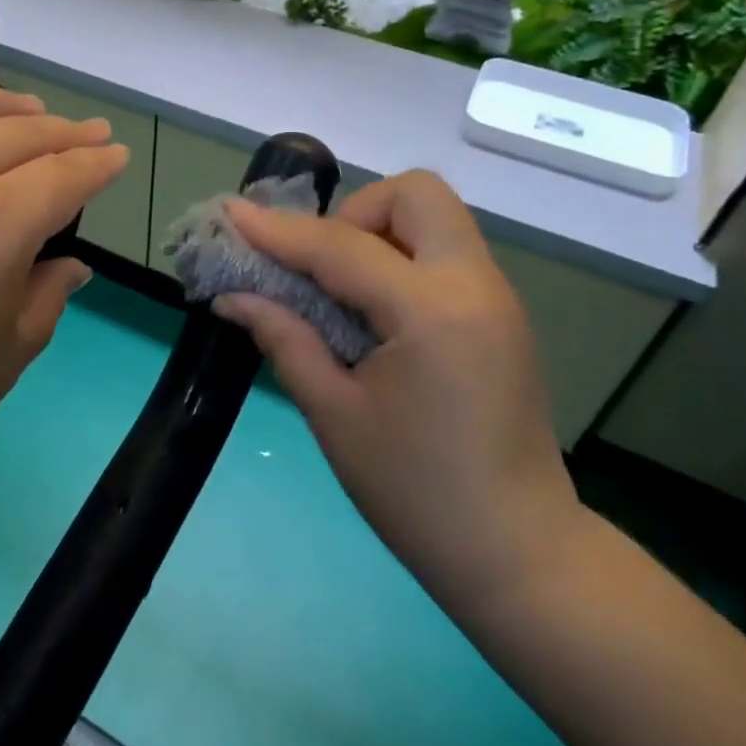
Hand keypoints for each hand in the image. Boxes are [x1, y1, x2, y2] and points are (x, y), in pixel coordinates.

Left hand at [0, 82, 127, 518]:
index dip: (98, 164)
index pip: (64, 175)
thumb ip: (45, 296)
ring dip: (3, 103)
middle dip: (64, 131)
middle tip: (89, 133)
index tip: (117, 156)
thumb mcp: (6, 355)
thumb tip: (68, 266)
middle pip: (18, 132)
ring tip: (27, 108)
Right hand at [212, 170, 585, 619]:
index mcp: (432, 312)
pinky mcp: (500, 316)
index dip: (279, 231)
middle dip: (353, 214)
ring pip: (434, 218)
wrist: (515, 551)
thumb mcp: (334, 414)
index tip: (231, 214)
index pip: (341, 246)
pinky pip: (445, 254)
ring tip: (340, 290)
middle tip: (319, 269)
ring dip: (379, 233)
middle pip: (415, 194)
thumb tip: (232, 297)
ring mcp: (496, 297)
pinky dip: (401, 258)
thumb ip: (284, 339)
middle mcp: (474, 285)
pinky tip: (373, 312)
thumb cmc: (414, 492)